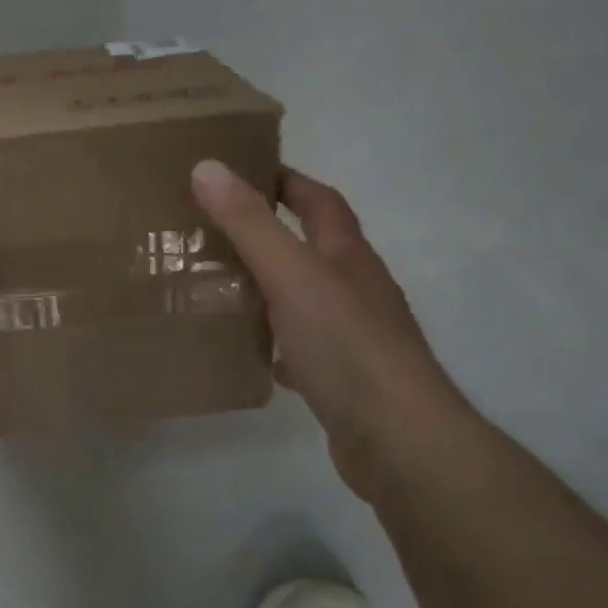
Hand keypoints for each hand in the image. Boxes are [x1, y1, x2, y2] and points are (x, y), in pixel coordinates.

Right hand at [190, 160, 473, 497]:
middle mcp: (355, 289)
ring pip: (302, 299)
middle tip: (211, 232)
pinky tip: (249, 351)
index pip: (320, 201)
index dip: (286, 181)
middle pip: (310, 248)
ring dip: (266, 290)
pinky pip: (300, 348)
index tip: (243, 170)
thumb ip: (249, 223)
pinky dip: (274, 343)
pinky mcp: (343, 379)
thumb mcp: (291, 274)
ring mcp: (353, 336)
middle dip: (266, 235)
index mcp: (347, 256)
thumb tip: (208, 167)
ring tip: (217, 289)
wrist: (399, 440)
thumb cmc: (346, 344)